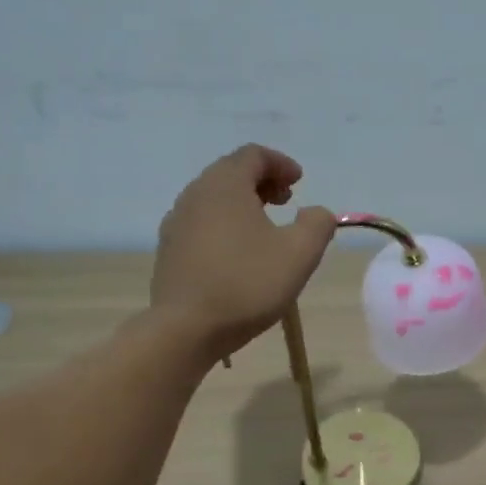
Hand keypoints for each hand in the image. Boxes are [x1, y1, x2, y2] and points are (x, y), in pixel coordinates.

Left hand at [152, 145, 336, 361]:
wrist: (186, 329)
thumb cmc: (247, 284)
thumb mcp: (299, 253)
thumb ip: (317, 224)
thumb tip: (316, 212)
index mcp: (224, 185)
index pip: (253, 155)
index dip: (281, 163)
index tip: (300, 182)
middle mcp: (194, 194)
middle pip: (230, 173)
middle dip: (262, 182)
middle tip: (286, 202)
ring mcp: (176, 223)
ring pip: (213, 199)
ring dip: (242, 204)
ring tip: (265, 229)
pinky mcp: (169, 251)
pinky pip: (201, 224)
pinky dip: (224, 225)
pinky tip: (238, 254)